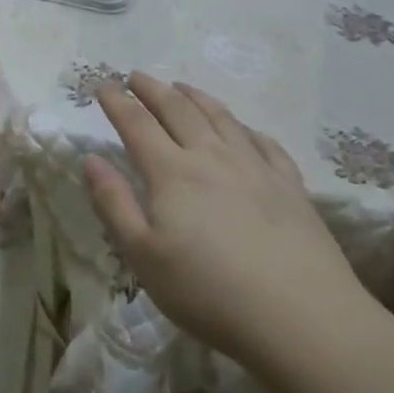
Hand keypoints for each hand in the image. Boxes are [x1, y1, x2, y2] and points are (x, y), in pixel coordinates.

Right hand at [82, 74, 366, 363]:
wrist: (301, 316)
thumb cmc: (208, 292)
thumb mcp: (143, 256)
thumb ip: (114, 203)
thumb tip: (92, 159)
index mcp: (172, 173)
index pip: (137, 124)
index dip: (117, 102)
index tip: (102, 84)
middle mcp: (212, 157)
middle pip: (178, 110)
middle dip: (153, 90)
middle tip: (136, 76)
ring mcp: (256, 167)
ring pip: (221, 118)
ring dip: (196, 97)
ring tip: (182, 87)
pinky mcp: (290, 185)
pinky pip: (263, 141)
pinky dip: (244, 127)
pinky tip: (242, 129)